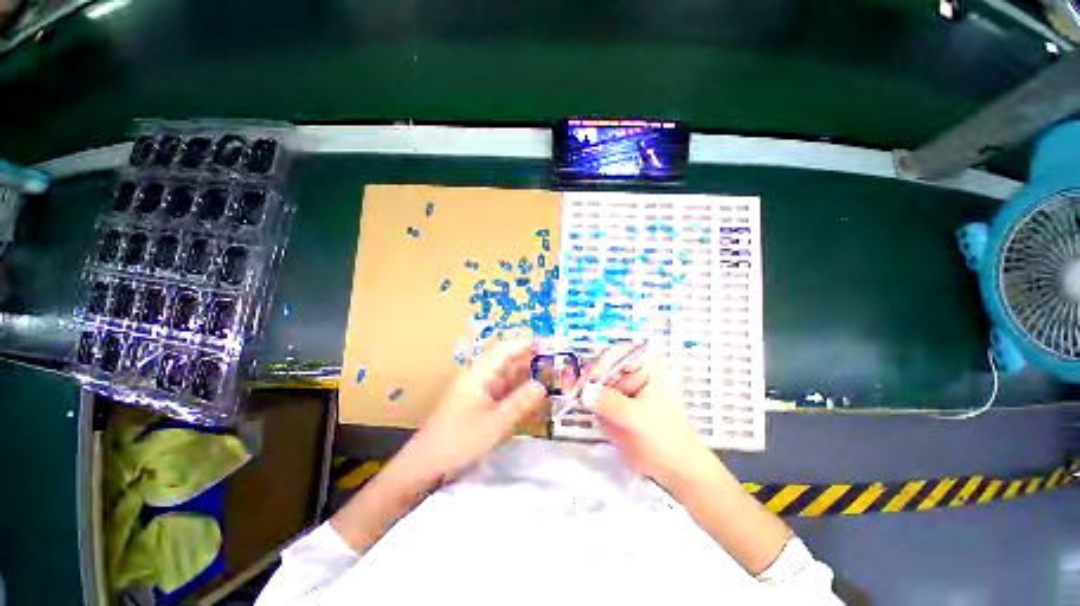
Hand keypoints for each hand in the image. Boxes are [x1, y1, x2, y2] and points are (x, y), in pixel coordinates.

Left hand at [402, 336, 546, 484]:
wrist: (426, 462)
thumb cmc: (459, 439)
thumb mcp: (495, 423)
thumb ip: (521, 402)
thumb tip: (543, 385)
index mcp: (481, 371)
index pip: (508, 348)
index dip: (530, 344)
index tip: (553, 346)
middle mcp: (481, 374)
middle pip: (511, 360)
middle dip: (533, 361)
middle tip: (559, 367)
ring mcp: (480, 388)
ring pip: (509, 376)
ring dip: (528, 377)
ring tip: (553, 381)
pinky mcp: (480, 401)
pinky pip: (504, 391)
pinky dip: (519, 393)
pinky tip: (533, 400)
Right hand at [580, 349, 718, 491]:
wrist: (672, 467)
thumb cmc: (663, 438)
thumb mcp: (638, 419)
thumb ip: (612, 404)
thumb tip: (585, 392)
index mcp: (646, 366)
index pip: (619, 353)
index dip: (602, 363)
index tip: (591, 380)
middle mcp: (630, 371)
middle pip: (601, 363)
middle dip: (586, 375)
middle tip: (573, 391)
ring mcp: (618, 386)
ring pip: (593, 377)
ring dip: (579, 384)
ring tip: (569, 395)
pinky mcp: (609, 400)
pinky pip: (591, 392)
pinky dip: (580, 394)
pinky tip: (572, 399)